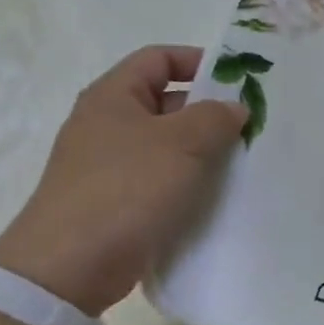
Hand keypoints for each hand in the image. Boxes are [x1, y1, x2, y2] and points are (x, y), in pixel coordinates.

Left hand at [0, 45, 245, 314]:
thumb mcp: (181, 143)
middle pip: (166, 103)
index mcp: (114, 96)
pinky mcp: (118, 203)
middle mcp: (109, 125)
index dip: (198, 62)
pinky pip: (162, 181)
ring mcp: (111, 166)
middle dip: (210, 112)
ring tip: (244, 163)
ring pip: (169, 146)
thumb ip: (215, 118)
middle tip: (252, 128)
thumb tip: (234, 108)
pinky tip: (219, 197)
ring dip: (205, 152)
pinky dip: (190, 184)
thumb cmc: (126, 189)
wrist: (71, 265)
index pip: (158, 59)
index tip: (238, 82)